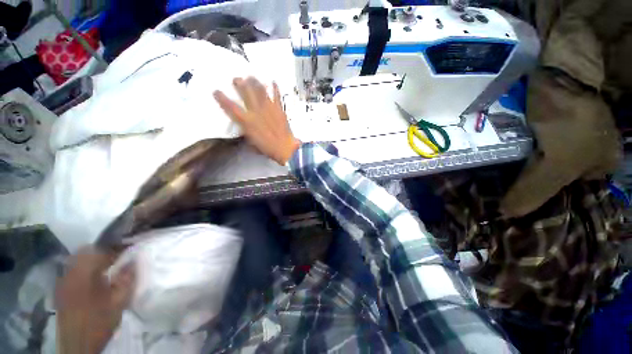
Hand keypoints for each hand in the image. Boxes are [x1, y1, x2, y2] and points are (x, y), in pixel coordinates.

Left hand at [56, 247, 134, 353]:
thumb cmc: (100, 321)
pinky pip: (72, 269)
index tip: (129, 250)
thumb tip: (135, 259)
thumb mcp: (119, 301)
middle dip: (103, 251)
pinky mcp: (60, 288)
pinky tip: (93, 279)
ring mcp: (62, 280)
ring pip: (77, 259)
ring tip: (106, 268)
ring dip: (93, 259)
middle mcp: (70, 272)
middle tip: (117, 259)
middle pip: (85, 250)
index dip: (117, 247)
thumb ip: (127, 278)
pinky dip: (84, 268)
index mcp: (84, 273)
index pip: (101, 249)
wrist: (77, 345)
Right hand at [213, 77, 300, 164]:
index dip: (222, 98)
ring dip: (255, 82)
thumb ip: (246, 130)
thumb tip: (243, 124)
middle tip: (236, 79)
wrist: (285, 148)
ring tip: (251, 77)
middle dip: (240, 83)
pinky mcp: (279, 109)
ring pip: (260, 91)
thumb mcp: (251, 140)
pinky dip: (275, 88)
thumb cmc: (267, 147)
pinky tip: (273, 81)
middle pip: (246, 92)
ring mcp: (269, 108)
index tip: (216, 91)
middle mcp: (256, 111)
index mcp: (247, 121)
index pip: (231, 107)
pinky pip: (277, 96)